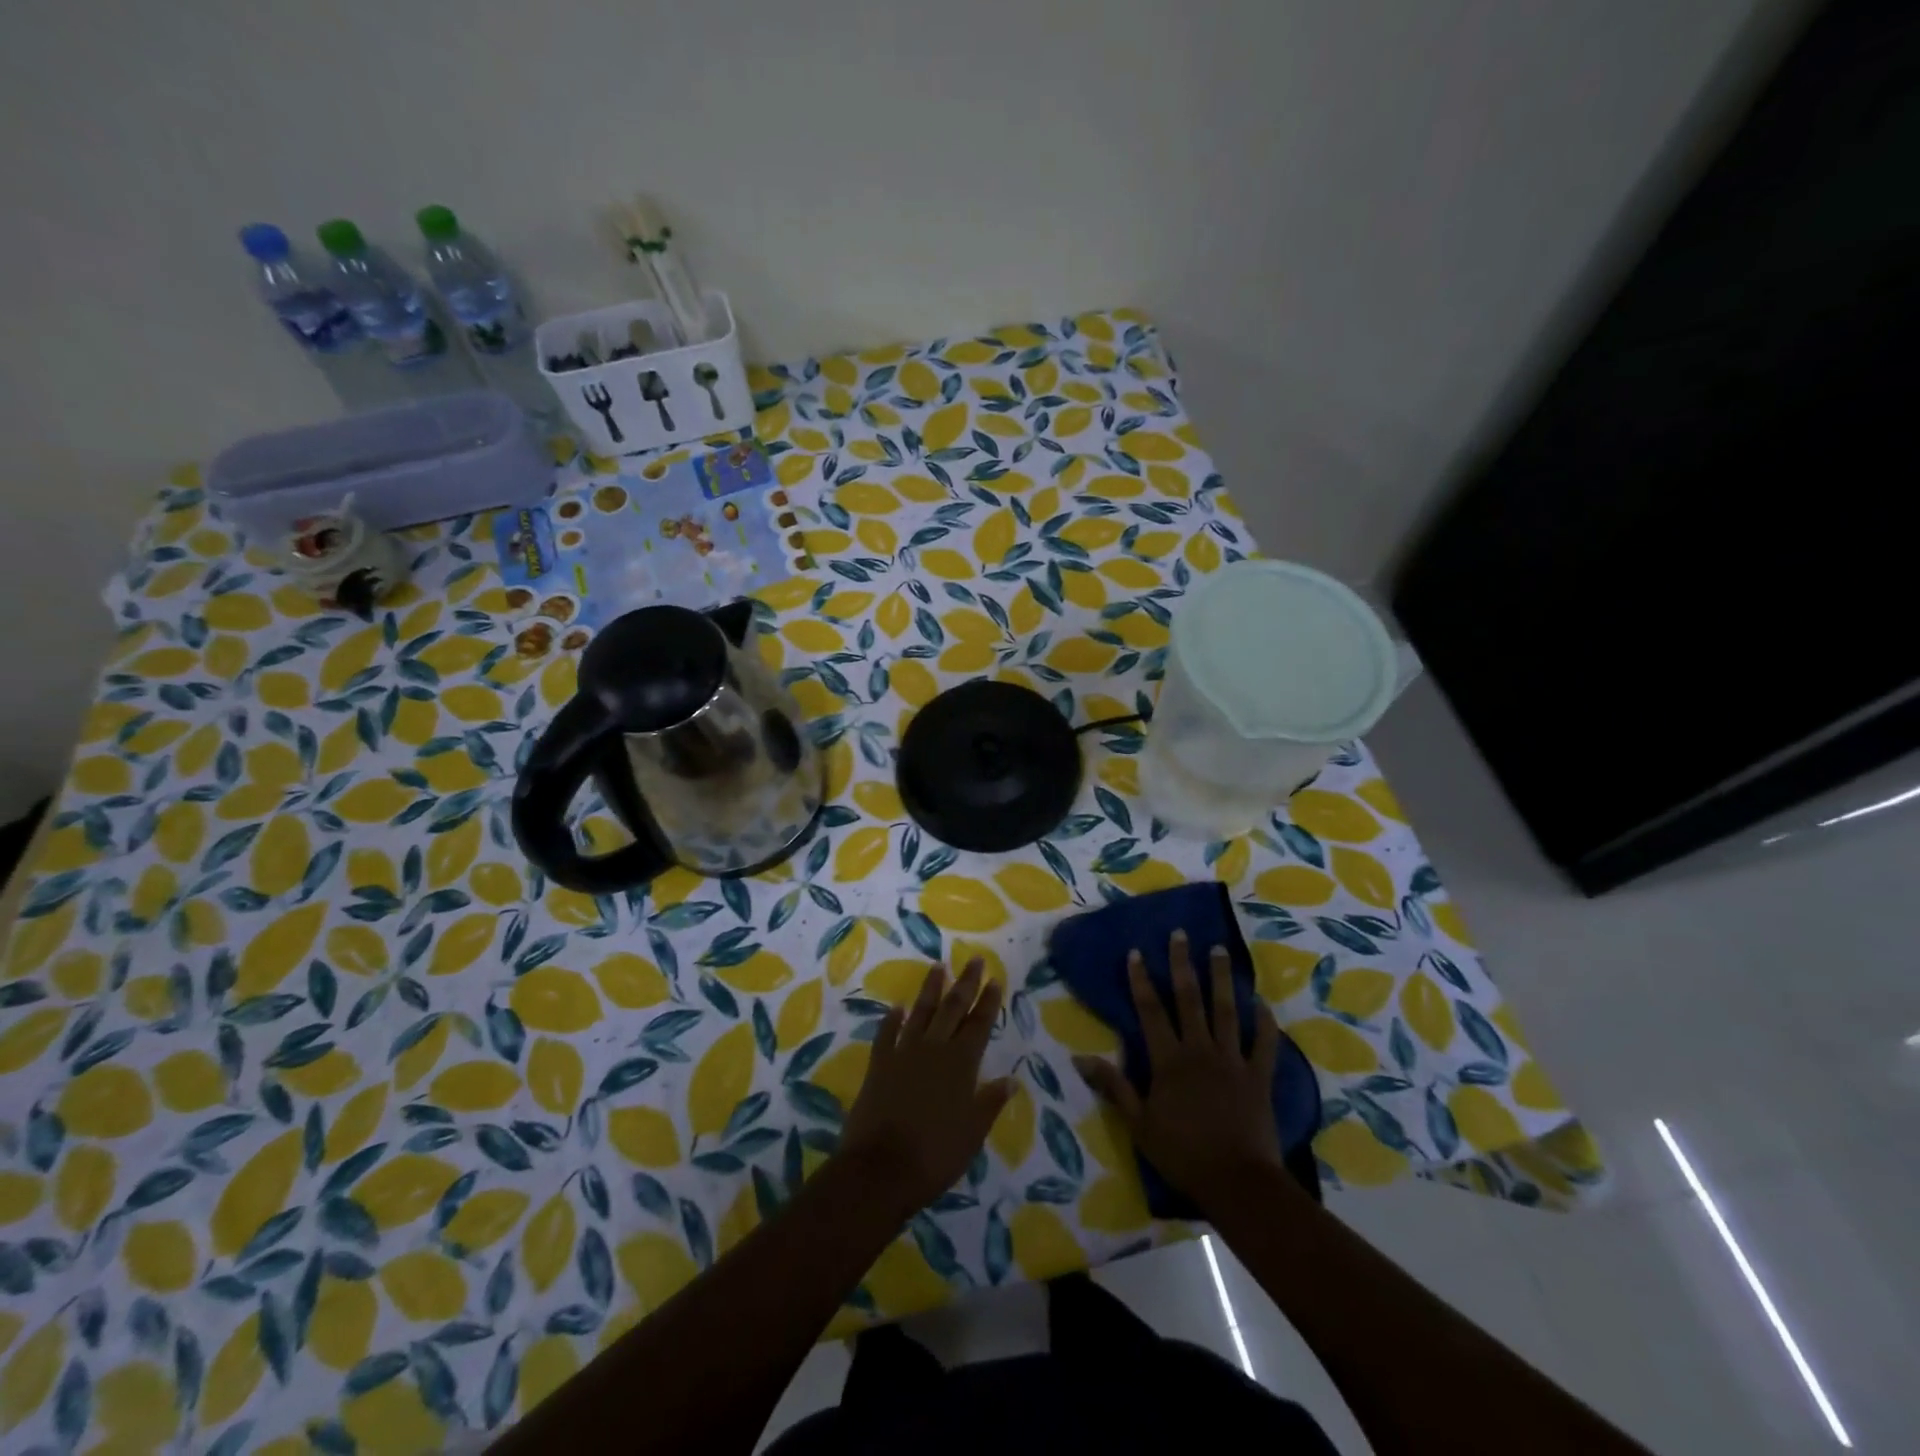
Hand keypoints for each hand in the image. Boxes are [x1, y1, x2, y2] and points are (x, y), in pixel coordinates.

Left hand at [841, 959, 1012, 1215]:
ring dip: (931, 989)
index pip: (979, 1025)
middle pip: (953, 1009)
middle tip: (975, 960)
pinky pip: (887, 1034)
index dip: (988, 1002)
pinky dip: (892, 1019)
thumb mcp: (973, 1133)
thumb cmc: (935, 1155)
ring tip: (938, 966)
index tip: (995, 979)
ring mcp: (903, 1054)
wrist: (881, 1169)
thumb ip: (990, 1102)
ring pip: (921, 1013)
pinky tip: (897, 1007)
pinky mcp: (878, 1065)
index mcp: (961, 1065)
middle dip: (966, 983)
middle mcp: (934, 1050)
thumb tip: (1011, 1080)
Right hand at [1073, 930, 1286, 1211]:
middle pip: (1189, 999)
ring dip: (1222, 979)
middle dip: (1183, 964)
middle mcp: (1199, 1050)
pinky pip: (1264, 1044)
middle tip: (1181, 934)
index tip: (1136, 952)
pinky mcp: (1259, 1077)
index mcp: (1168, 1060)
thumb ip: (1113, 1087)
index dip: (1141, 980)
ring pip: (1227, 1011)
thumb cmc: (1182, 1154)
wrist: (1237, 1183)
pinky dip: (1265, 1022)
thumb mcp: (1138, 1124)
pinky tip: (1262, 1002)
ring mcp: (1232, 1061)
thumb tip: (1079, 1058)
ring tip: (1220, 950)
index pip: (1150, 1011)